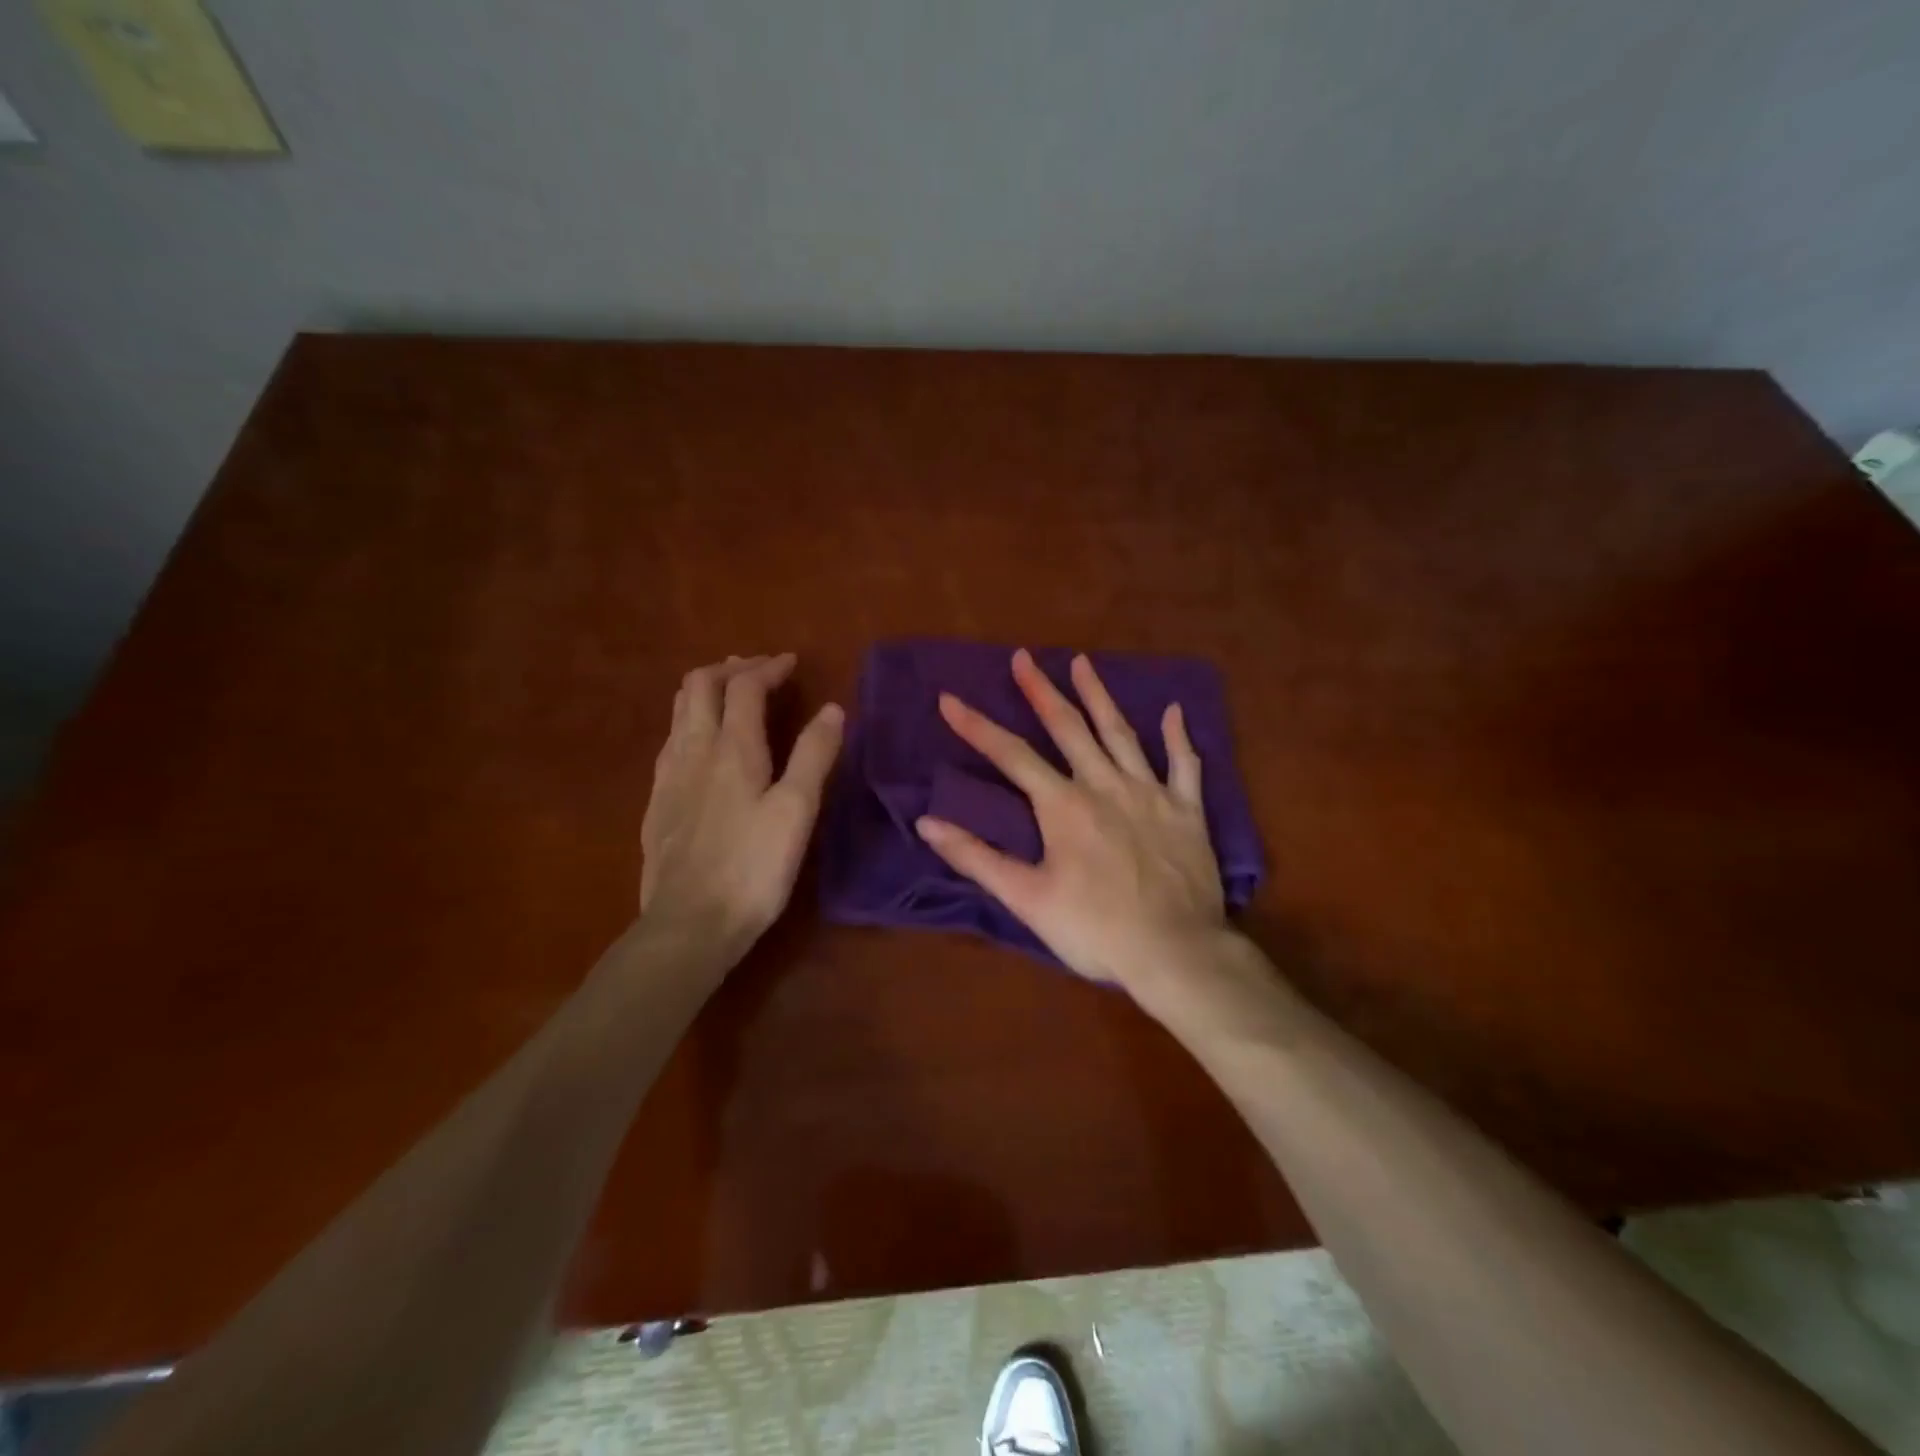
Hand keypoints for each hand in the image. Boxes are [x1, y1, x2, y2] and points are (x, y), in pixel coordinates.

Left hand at [639, 654, 842, 967]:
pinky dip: (690, 723)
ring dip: (706, 692)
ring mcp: (668, 777)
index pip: (744, 687)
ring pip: (679, 712)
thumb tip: (832, 709)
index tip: (790, 662)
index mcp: (732, 748)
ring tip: (730, 695)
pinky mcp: (656, 803)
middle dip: (730, 669)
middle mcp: (693, 751)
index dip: (768, 668)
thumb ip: (814, 756)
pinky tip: (702, 746)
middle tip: (758, 670)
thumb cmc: (753, 868)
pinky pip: (670, 742)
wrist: (689, 924)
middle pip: (699, 686)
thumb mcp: (797, 811)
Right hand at [915, 648, 1227, 993]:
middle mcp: (1105, 785)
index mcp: (1063, 805)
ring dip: (1099, 696)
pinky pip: (1185, 765)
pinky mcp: (1187, 811)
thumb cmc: (1095, 929)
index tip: (949, 698)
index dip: (977, 726)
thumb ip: (976, 858)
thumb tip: (927, 823)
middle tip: (1024, 657)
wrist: (1176, 952)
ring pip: (1121, 733)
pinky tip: (1174, 711)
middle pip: (1068, 728)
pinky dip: (1179, 737)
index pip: (1011, 755)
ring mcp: (1150, 793)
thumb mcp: (1026, 899)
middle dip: (1041, 691)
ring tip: (1083, 663)